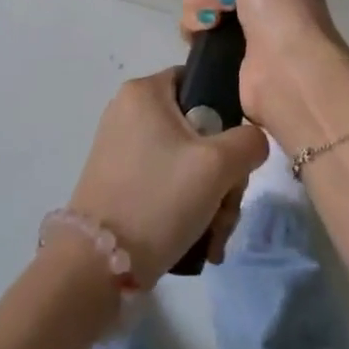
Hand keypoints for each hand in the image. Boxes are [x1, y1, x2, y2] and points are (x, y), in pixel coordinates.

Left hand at [68, 69, 268, 285]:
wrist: (96, 266)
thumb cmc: (159, 199)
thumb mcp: (218, 166)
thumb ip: (249, 141)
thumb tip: (252, 140)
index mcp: (144, 91)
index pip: (199, 82)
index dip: (226, 114)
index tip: (235, 155)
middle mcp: (128, 111)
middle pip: (197, 129)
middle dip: (222, 174)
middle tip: (227, 207)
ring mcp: (120, 147)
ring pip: (186, 161)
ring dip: (210, 198)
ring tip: (215, 236)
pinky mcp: (118, 181)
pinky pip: (165, 181)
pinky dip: (186, 207)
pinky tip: (200, 240)